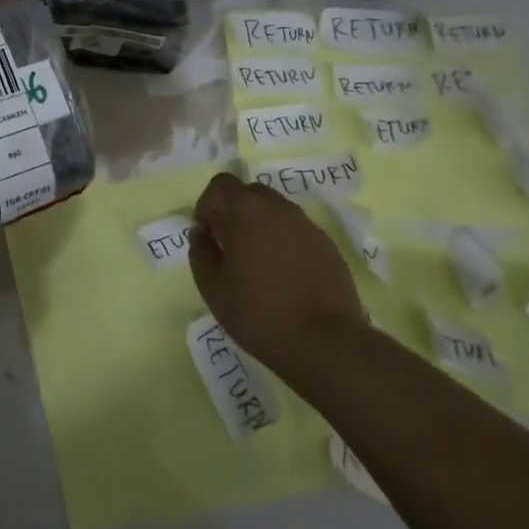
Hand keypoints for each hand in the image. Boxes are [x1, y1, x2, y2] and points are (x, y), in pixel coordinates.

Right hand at [188, 171, 362, 375]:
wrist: (326, 343)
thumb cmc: (259, 313)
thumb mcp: (212, 287)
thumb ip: (200, 251)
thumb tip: (202, 234)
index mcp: (247, 212)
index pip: (221, 184)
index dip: (208, 204)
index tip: (207, 234)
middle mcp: (279, 209)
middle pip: (250, 193)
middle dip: (234, 212)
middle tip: (229, 246)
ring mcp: (308, 226)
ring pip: (275, 211)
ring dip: (260, 226)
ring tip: (257, 263)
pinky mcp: (328, 246)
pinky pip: (297, 231)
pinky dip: (284, 242)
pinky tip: (284, 276)